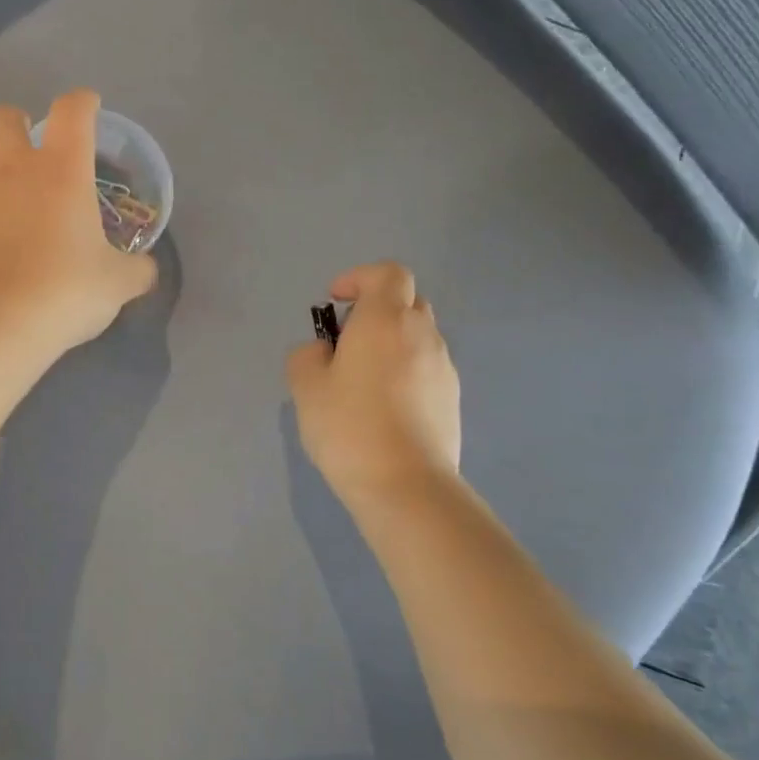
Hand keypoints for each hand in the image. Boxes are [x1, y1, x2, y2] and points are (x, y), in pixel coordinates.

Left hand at [0, 89, 157, 361]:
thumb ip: (137, 269)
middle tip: (35, 149)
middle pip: (2, 117)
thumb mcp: (118, 283)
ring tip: (12, 195)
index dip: (83, 103)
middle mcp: (13, 169)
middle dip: (18, 122)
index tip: (90, 109)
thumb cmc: (65, 290)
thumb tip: (146, 269)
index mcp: (61, 169)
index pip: (72, 111)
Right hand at [286, 262, 461, 506]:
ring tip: (361, 384)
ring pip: (418, 338)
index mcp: (386, 320)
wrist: (406, 485)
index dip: (360, 278)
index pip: (388, 274)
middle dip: (376, 312)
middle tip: (346, 344)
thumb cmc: (349, 426)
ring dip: (391, 345)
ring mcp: (444, 369)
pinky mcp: (452, 401)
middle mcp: (423, 335)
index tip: (335, 301)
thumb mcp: (306, 387)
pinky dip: (405, 374)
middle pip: (406, 303)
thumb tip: (325, 352)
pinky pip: (426, 370)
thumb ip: (307, 356)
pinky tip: (383, 411)